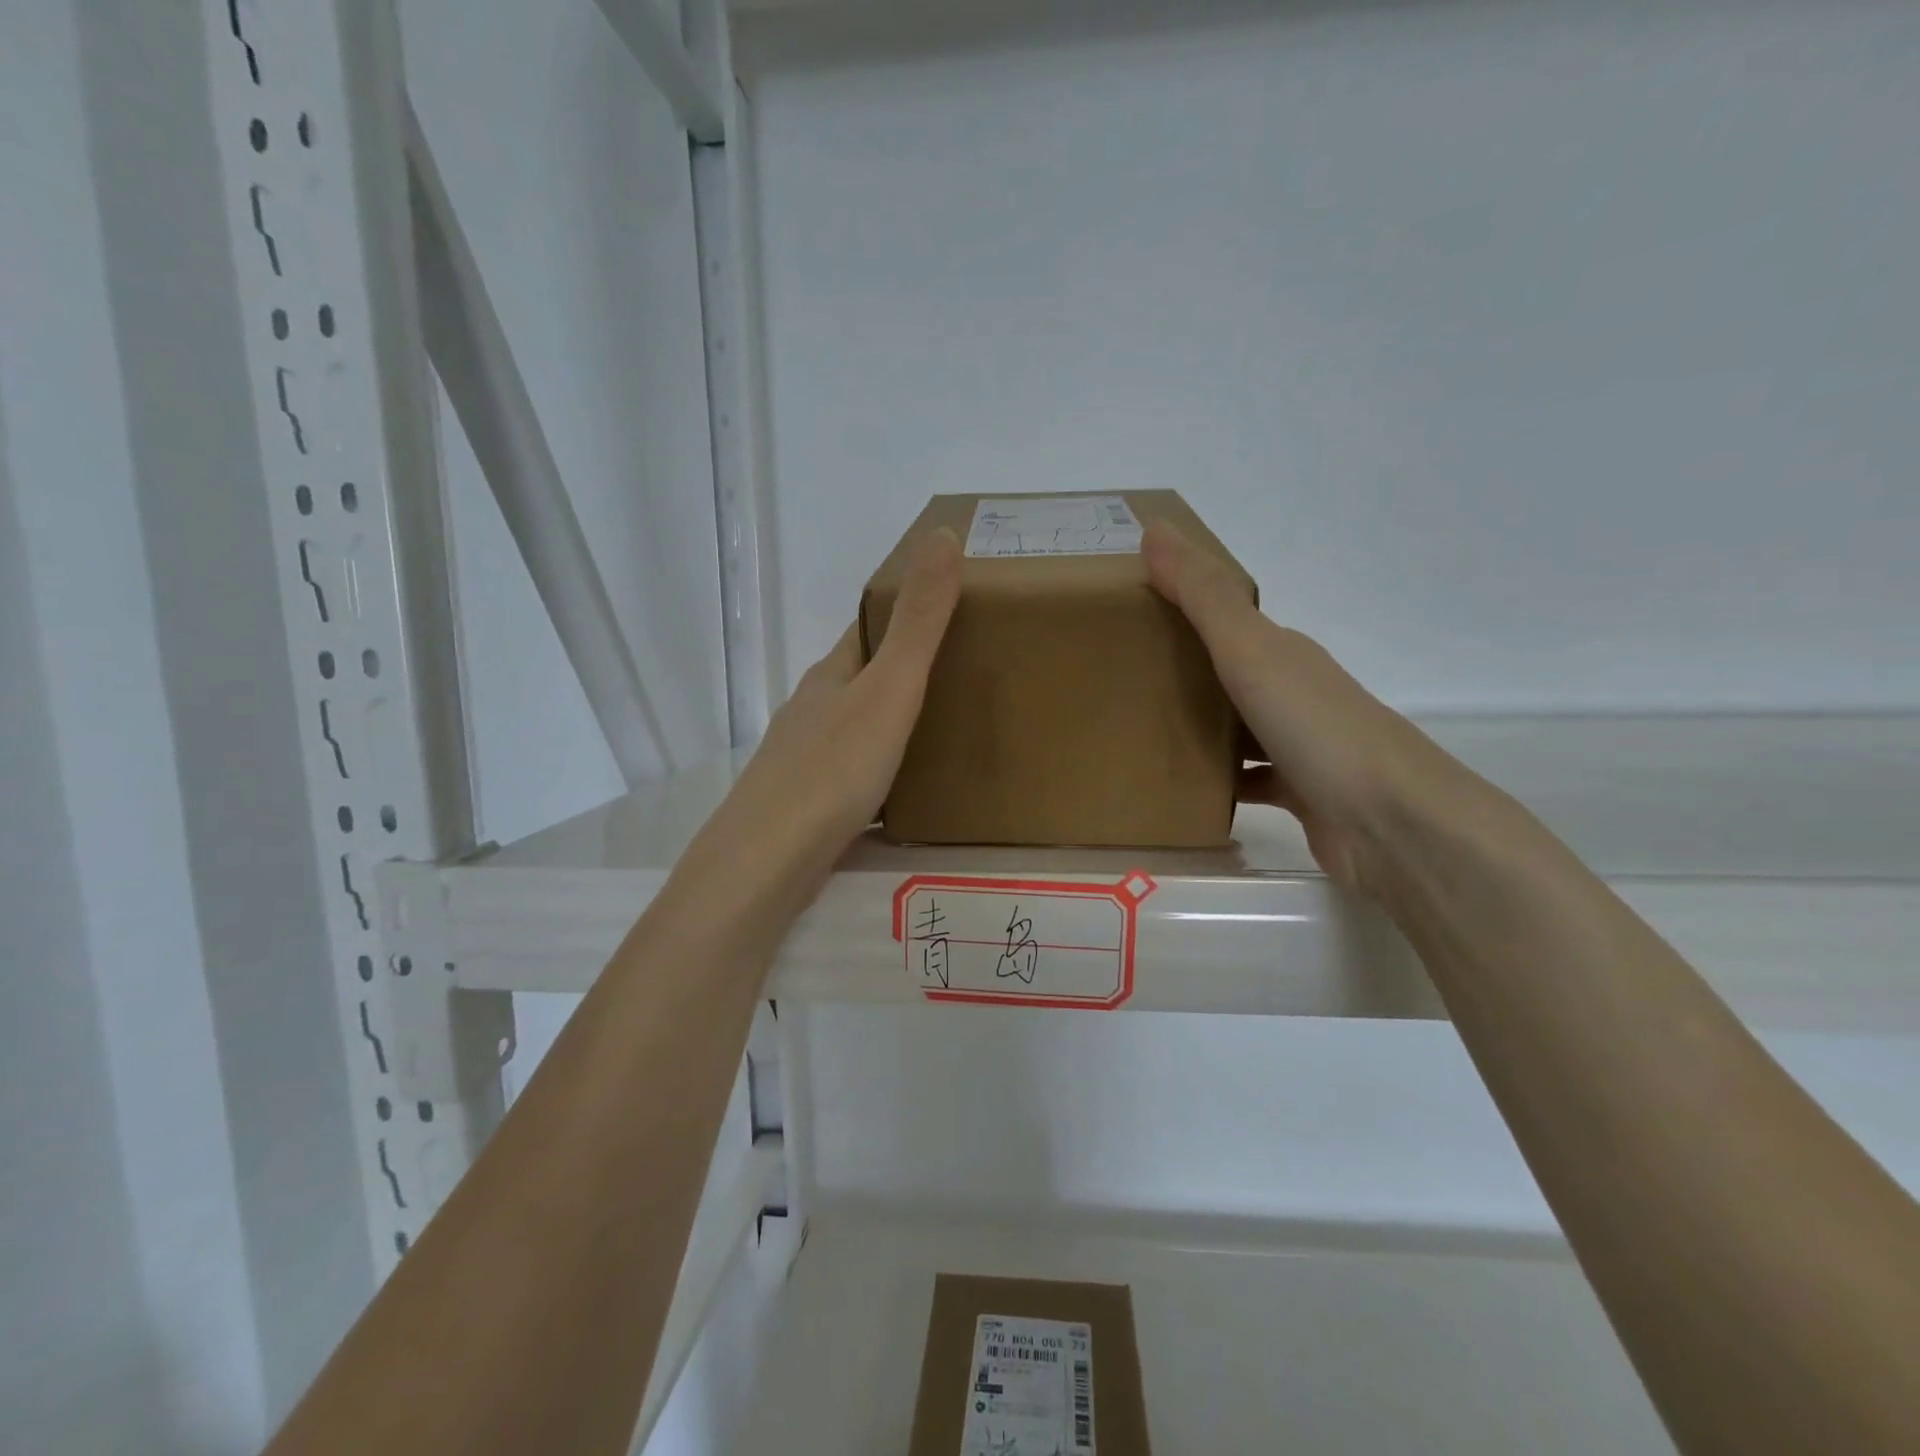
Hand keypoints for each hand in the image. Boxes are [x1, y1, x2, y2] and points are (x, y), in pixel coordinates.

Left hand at [684, 528, 961, 904]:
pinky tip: (907, 793)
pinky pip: (855, 775)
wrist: (768, 863)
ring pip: (857, 728)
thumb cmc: (834, 770)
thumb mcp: (889, 689)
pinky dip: (883, 772)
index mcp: (831, 675)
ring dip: (893, 724)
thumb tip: (942, 533)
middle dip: (904, 672)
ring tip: (947, 733)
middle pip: (862, 679)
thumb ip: (919, 621)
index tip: (950, 610)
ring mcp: (805, 760)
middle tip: (965, 675)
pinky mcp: (807, 806)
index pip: (867, 629)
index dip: (903, 613)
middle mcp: (813, 710)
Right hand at [1142, 520, 1465, 893]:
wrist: (1393, 824)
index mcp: (1283, 651)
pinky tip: (1182, 790)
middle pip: (1229, 672)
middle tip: (1117, 674)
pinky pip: (1247, 780)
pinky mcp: (1300, 794)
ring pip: (1237, 727)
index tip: (1128, 607)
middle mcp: (1294, 692)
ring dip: (1197, 727)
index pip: (1226, 618)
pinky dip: (1218, 782)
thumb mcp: (1252, 651)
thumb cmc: (1318, 727)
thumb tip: (1155, 528)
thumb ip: (1204, 597)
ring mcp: (1300, 745)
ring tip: (1137, 732)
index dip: (1182, 607)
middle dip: (1181, 669)